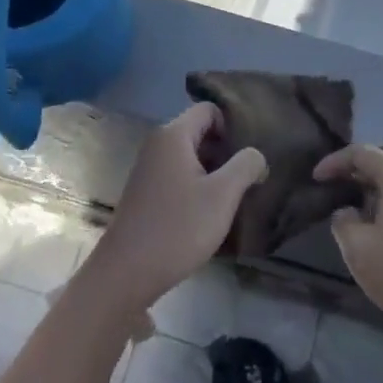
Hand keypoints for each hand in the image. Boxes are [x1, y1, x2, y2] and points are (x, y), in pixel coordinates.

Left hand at [83, 103, 266, 315]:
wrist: (126, 273)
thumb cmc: (177, 228)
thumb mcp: (222, 196)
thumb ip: (245, 166)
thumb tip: (256, 155)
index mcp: (173, 135)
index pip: (209, 109)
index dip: (233, 125)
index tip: (251, 152)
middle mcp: (158, 144)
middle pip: (200, 132)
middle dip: (227, 150)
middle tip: (250, 175)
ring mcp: (149, 169)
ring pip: (191, 156)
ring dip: (215, 171)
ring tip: (238, 196)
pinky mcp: (147, 192)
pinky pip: (179, 175)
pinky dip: (198, 186)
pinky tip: (212, 212)